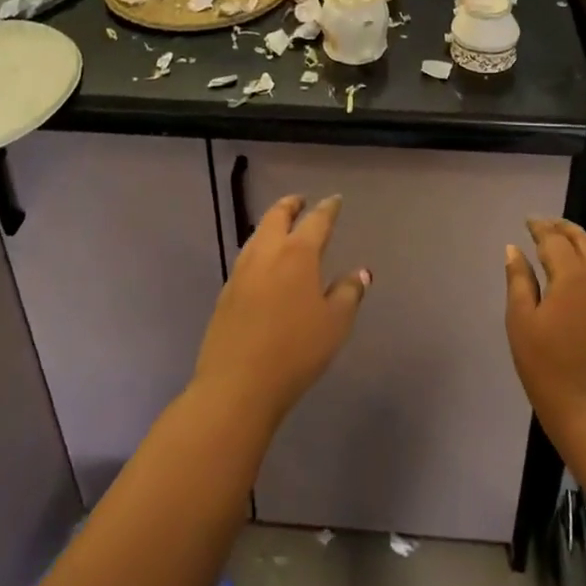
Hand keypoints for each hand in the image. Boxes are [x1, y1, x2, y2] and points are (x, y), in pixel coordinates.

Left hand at [193, 195, 368, 429]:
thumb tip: (360, 272)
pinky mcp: (226, 292)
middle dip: (290, 205)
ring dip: (271, 224)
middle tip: (301, 201)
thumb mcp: (335, 324)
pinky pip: (246, 257)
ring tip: (281, 227)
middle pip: (277, 216)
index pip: (316, 221)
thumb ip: (349, 293)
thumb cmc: (295, 351)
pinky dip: (259, 248)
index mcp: (297, 254)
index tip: (335, 200)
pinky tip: (263, 263)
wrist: (236, 385)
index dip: (328, 209)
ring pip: (257, 234)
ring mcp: (241, 271)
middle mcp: (267, 253)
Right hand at [505, 219, 585, 440]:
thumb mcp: (522, 323)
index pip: (555, 240)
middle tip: (544, 225)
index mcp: (573, 277)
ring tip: (565, 241)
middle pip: (584, 242)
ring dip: (583, 242)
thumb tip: (514, 249)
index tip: (528, 221)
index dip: (540, 228)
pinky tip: (585, 270)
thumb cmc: (549, 370)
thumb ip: (518, 281)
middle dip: (563, 229)